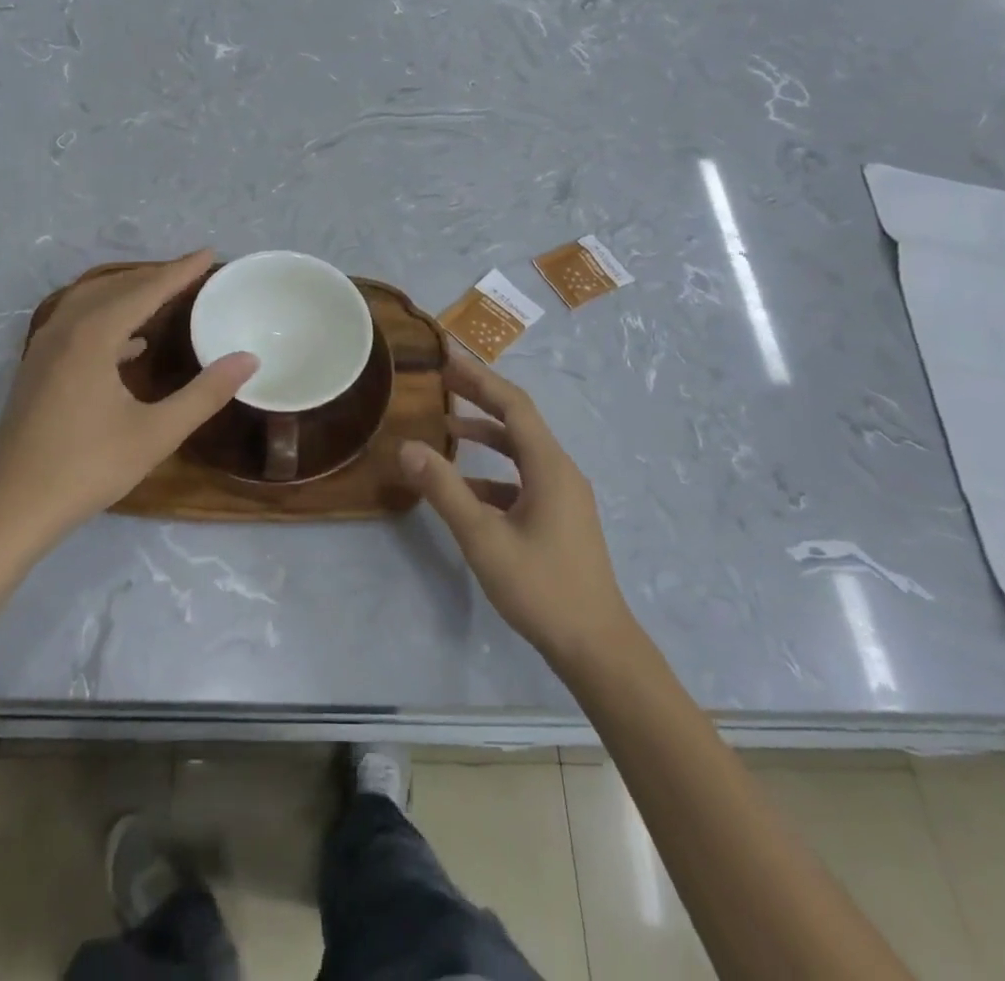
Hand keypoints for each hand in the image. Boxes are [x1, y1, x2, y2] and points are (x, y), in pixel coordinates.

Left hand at [0, 251, 256, 554]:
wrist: (11, 507)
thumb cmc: (87, 468)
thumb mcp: (156, 433)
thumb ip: (204, 393)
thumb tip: (248, 360)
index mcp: (93, 337)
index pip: (144, 290)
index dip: (179, 271)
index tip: (209, 254)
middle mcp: (65, 330)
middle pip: (115, 287)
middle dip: (154, 275)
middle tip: (192, 272)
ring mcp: (45, 348)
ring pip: (90, 301)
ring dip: (128, 292)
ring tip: (164, 295)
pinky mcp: (38, 368)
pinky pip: (77, 322)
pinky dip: (108, 317)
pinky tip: (130, 343)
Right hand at [400, 353, 633, 666]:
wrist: (595, 646)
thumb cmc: (541, 587)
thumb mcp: (484, 538)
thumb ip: (445, 490)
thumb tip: (408, 447)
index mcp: (549, 466)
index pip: (513, 405)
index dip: (480, 378)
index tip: (448, 358)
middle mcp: (561, 470)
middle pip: (518, 420)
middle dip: (481, 396)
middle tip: (444, 378)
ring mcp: (563, 495)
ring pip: (521, 450)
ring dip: (487, 434)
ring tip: (447, 426)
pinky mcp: (560, 517)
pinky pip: (523, 479)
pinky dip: (493, 472)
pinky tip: (465, 487)